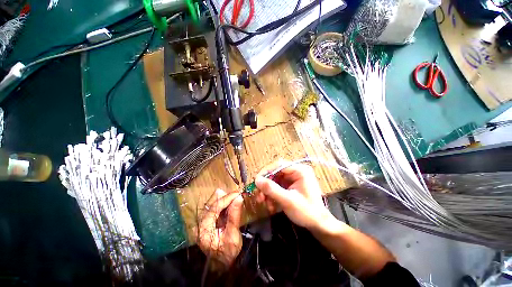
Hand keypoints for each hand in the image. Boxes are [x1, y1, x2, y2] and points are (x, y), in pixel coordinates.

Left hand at [197, 189, 243, 266]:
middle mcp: (200, 223)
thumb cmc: (228, 251)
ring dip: (224, 199)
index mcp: (204, 229)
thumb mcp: (233, 235)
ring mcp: (202, 221)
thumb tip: (239, 198)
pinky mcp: (206, 220)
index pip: (214, 208)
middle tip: (236, 194)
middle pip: (211, 204)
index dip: (226, 199)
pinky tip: (229, 202)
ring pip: (212, 203)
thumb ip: (234, 215)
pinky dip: (223, 203)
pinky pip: (214, 207)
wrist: (223, 263)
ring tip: (234, 197)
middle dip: (224, 197)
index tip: (237, 193)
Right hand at [255, 160, 334, 230]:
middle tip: (259, 195)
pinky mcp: (291, 185)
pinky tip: (270, 204)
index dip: (266, 172)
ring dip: (268, 191)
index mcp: (300, 170)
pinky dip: (272, 194)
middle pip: (275, 172)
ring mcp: (293, 178)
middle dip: (266, 185)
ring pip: (275, 180)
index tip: (256, 181)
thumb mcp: (288, 201)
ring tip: (264, 202)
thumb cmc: (307, 212)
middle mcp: (296, 171)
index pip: (279, 165)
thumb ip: (272, 189)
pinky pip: (278, 186)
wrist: (319, 225)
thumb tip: (257, 180)